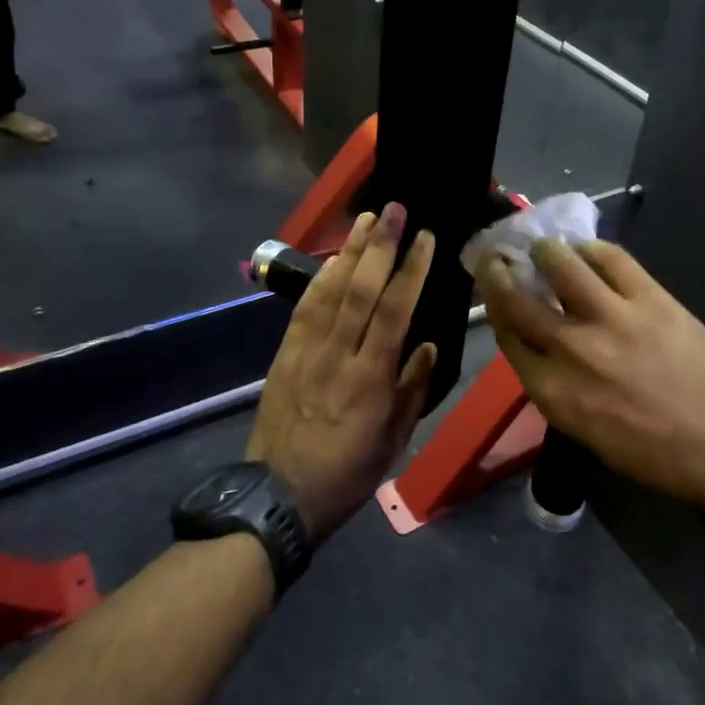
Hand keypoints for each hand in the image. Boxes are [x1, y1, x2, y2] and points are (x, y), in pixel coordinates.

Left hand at [245, 205, 437, 538]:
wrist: (277, 495)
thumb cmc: (346, 474)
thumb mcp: (392, 442)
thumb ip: (412, 390)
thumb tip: (427, 346)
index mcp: (370, 379)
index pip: (395, 311)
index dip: (411, 270)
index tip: (425, 237)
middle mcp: (338, 354)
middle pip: (360, 289)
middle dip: (379, 245)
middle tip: (393, 208)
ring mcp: (307, 350)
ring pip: (331, 290)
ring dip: (349, 251)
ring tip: (365, 218)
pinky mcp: (285, 353)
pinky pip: (305, 307)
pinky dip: (321, 278)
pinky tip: (334, 258)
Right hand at [478, 239, 704, 508]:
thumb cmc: (647, 449)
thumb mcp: (581, 427)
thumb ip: (552, 382)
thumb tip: (539, 341)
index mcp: (551, 390)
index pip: (507, 334)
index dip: (494, 306)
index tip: (493, 290)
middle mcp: (570, 349)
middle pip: (518, 299)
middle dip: (499, 273)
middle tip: (497, 257)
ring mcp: (611, 319)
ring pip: (561, 264)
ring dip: (546, 251)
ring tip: (547, 248)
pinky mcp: (649, 299)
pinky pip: (612, 259)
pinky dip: (592, 249)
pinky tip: (587, 251)